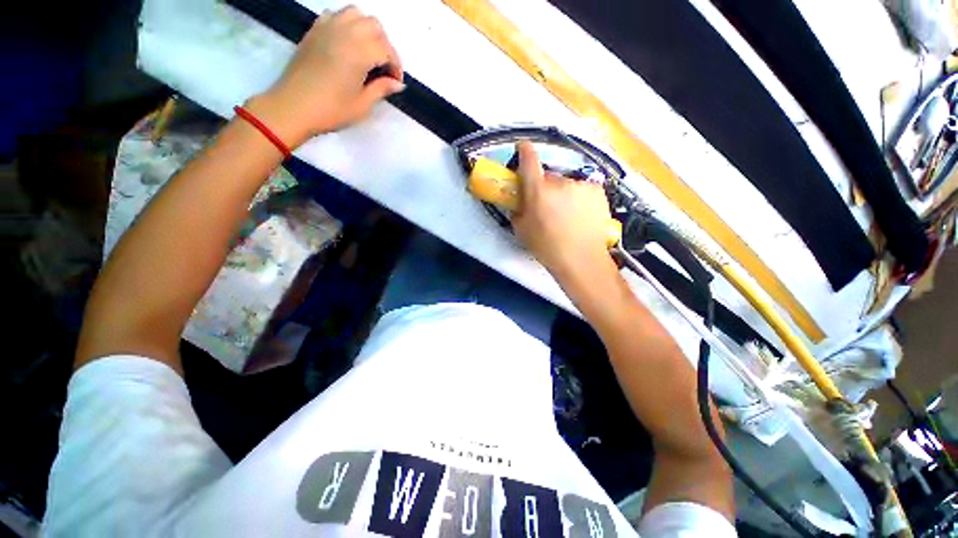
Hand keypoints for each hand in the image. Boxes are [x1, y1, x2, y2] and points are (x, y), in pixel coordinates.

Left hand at [249, 6, 404, 146]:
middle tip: (384, 67)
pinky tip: (347, 43)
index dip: (396, 66)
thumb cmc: (331, 110)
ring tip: (368, 51)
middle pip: (374, 26)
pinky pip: (336, 15)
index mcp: (359, 53)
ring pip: (356, 14)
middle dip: (385, 45)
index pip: (386, 50)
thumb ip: (381, 89)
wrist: (293, 107)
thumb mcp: (362, 105)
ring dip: (367, 30)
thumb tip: (397, 83)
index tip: (395, 82)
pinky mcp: (315, 30)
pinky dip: (347, 24)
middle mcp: (345, 33)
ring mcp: (327, 28)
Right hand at [512, 141, 616, 282]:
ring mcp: (581, 185)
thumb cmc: (546, 247)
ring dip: (563, 193)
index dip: (524, 150)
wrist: (581, 260)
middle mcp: (560, 181)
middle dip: (544, 186)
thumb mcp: (521, 230)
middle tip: (546, 205)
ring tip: (566, 215)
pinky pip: (582, 189)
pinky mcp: (597, 190)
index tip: (523, 148)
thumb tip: (520, 200)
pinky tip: (580, 215)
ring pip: (566, 184)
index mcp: (538, 189)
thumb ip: (517, 209)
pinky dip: (579, 198)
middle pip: (548, 176)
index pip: (529, 158)